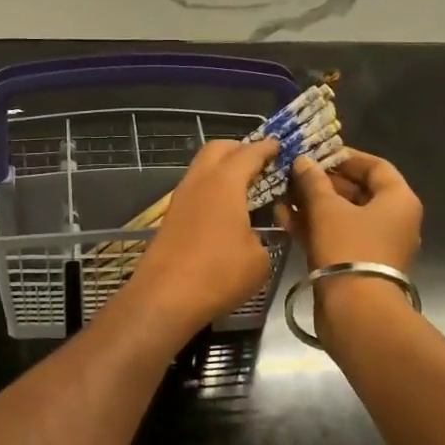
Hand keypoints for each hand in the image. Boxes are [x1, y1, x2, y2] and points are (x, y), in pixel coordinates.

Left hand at [125, 137, 278, 336]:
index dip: (267, 148)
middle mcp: (199, 182)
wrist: (164, 298)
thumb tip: (254, 236)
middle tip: (260, 162)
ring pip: (201, 169)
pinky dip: (211, 189)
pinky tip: (224, 209)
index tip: (280, 146)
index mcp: (224, 183)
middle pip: (217, 149)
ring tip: (244, 186)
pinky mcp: (170, 218)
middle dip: (240, 149)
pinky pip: (195, 190)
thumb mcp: (259, 259)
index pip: (249, 153)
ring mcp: (180, 199)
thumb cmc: (218, 274)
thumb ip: (263, 238)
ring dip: (222, 169)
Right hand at [285, 151, 421, 271]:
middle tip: (293, 175)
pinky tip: (284, 218)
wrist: (356, 310)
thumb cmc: (348, 248)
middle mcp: (393, 220)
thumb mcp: (326, 209)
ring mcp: (376, 244)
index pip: (376, 166)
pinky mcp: (358, 264)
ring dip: (313, 205)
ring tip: (283, 195)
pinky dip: (314, 226)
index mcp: (398, 200)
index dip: (345, 157)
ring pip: (343, 216)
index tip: (317, 154)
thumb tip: (303, 162)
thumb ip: (313, 182)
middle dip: (322, 182)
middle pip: (358, 191)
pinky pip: (337, 236)